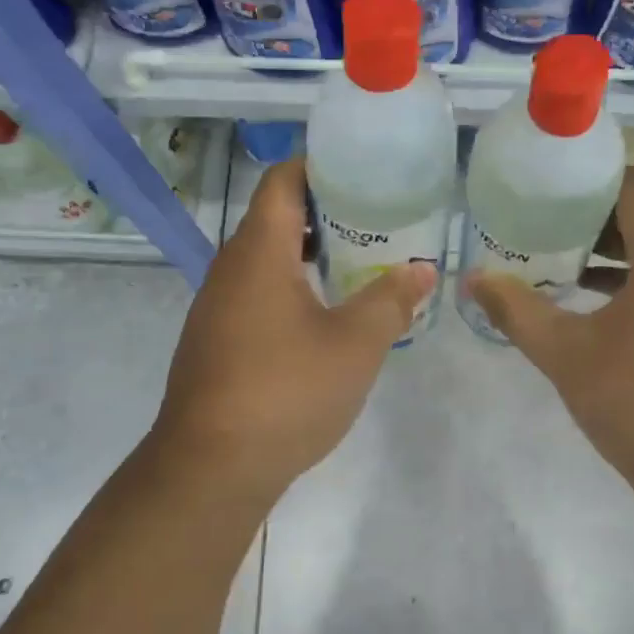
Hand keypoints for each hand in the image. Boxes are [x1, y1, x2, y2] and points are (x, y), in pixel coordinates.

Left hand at [151, 156, 434, 504]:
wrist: (211, 467)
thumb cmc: (286, 392)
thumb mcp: (354, 345)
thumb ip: (391, 300)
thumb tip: (423, 269)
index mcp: (259, 253)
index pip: (282, 181)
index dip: (319, 165)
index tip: (362, 170)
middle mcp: (230, 269)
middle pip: (274, 217)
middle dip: (324, 212)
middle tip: (375, 218)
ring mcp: (217, 307)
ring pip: (265, 260)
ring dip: (308, 253)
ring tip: (358, 262)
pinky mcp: (215, 340)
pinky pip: (256, 293)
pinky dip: (291, 287)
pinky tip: (324, 315)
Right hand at [466, 171, 633, 520]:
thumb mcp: (566, 354)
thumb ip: (517, 310)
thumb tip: (473, 278)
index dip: (592, 178)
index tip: (546, 182)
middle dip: (589, 216)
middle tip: (535, 218)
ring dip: (604, 252)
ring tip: (550, 255)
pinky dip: (622, 282)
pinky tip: (582, 303)